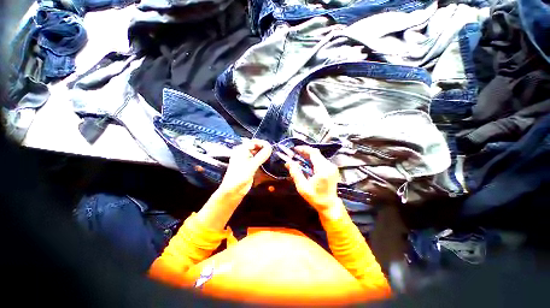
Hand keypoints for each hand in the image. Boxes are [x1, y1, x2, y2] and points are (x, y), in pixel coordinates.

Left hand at [218, 139, 271, 197]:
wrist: (233, 191)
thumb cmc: (240, 176)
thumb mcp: (251, 165)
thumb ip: (261, 156)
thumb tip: (270, 147)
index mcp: (241, 150)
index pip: (254, 142)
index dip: (263, 143)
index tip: (271, 147)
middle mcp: (244, 153)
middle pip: (256, 147)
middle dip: (264, 148)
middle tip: (273, 152)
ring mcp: (247, 159)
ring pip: (258, 153)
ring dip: (264, 154)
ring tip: (272, 156)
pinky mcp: (250, 166)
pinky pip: (258, 160)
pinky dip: (263, 159)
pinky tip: (268, 161)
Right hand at [285, 146, 343, 218]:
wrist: (329, 205)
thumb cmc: (315, 197)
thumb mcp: (302, 187)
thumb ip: (295, 173)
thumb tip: (288, 163)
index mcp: (323, 170)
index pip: (314, 153)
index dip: (304, 149)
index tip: (295, 149)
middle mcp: (329, 166)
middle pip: (316, 153)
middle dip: (304, 153)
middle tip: (295, 155)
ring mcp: (332, 167)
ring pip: (318, 156)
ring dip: (308, 157)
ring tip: (299, 160)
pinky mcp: (332, 169)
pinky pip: (321, 160)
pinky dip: (312, 161)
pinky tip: (306, 165)